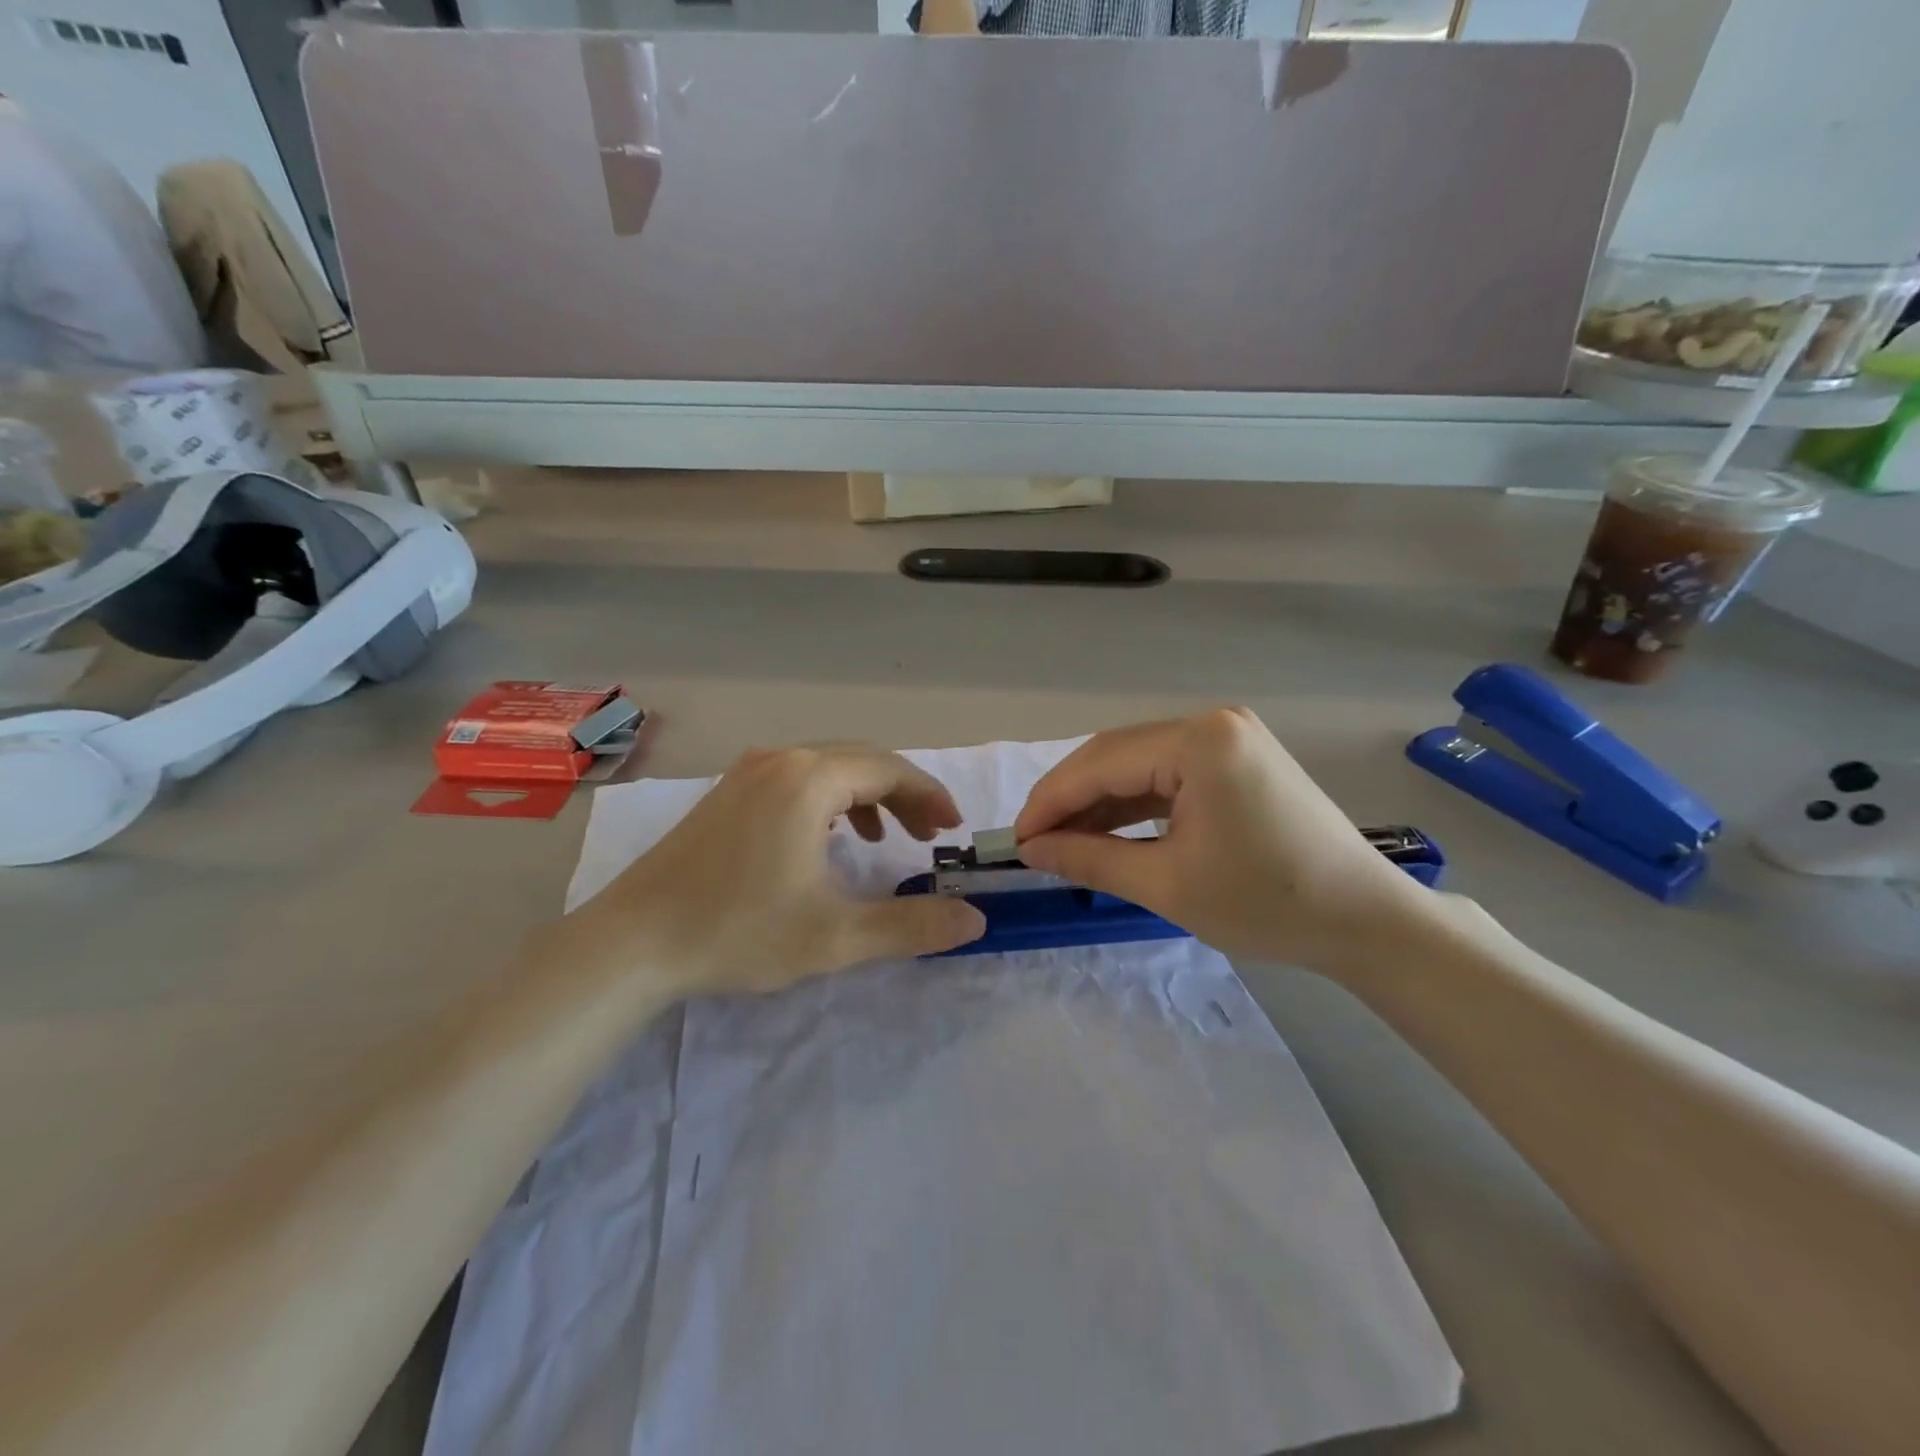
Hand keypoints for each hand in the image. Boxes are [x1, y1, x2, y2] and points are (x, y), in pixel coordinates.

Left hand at [568, 746, 986, 998]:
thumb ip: (912, 925)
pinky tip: (828, 839)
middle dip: (903, 795)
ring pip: (827, 769)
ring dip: (867, 797)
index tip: (952, 831)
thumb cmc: (737, 932)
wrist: (630, 944)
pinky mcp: (726, 794)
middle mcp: (779, 760)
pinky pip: (796, 780)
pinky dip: (830, 801)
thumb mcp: (836, 935)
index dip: (930, 796)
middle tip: (929, 836)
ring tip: (887, 839)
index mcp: (808, 779)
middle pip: (861, 762)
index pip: (890, 770)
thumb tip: (975, 919)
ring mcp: (746, 773)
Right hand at [1013, 709, 1431, 971]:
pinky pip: (1168, 774)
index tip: (1014, 840)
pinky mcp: (1237, 758)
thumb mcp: (1166, 885)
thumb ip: (1089, 858)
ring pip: (1139, 764)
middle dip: (1070, 799)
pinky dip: (1135, 803)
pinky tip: (1108, 829)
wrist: (1366, 921)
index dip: (1050, 802)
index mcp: (1199, 742)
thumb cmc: (1268, 904)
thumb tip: (1030, 849)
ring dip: (1099, 801)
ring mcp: (1228, 737)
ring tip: (1063, 841)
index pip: (1100, 763)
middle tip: (1034, 843)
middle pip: (1116, 755)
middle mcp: (1212, 723)